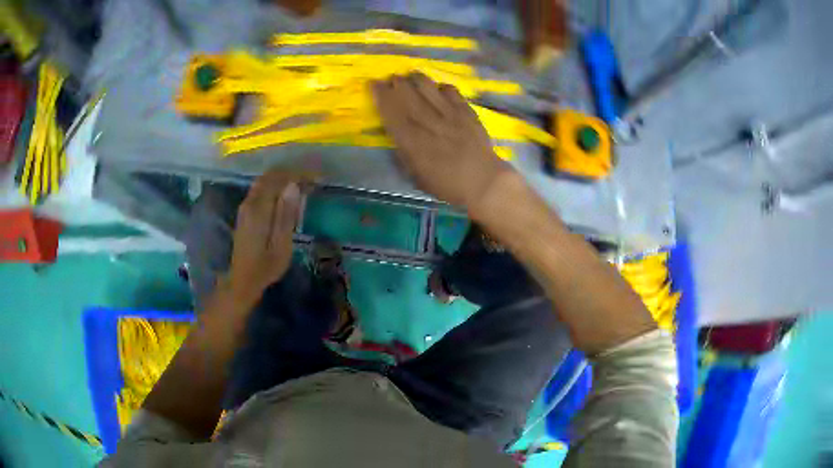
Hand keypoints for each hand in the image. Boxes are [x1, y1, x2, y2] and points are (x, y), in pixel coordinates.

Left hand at [224, 169, 304, 307]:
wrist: (242, 280)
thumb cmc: (265, 267)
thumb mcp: (281, 245)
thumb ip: (286, 215)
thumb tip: (293, 186)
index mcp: (259, 209)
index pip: (278, 179)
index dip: (298, 173)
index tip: (316, 177)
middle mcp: (250, 202)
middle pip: (270, 176)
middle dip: (292, 172)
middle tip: (312, 179)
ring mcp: (245, 206)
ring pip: (265, 181)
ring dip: (284, 178)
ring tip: (303, 184)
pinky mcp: (245, 211)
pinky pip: (261, 189)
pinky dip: (276, 185)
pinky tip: (287, 194)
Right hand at [371, 73, 514, 212]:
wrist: (483, 182)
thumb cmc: (447, 185)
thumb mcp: (416, 176)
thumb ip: (404, 154)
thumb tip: (397, 135)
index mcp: (412, 141)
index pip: (391, 111)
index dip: (381, 95)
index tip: (373, 84)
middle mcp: (428, 122)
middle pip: (408, 94)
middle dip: (397, 83)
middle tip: (392, 79)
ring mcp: (449, 114)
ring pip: (428, 87)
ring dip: (417, 79)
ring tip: (412, 77)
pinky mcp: (466, 111)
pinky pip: (451, 91)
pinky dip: (441, 87)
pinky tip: (438, 88)